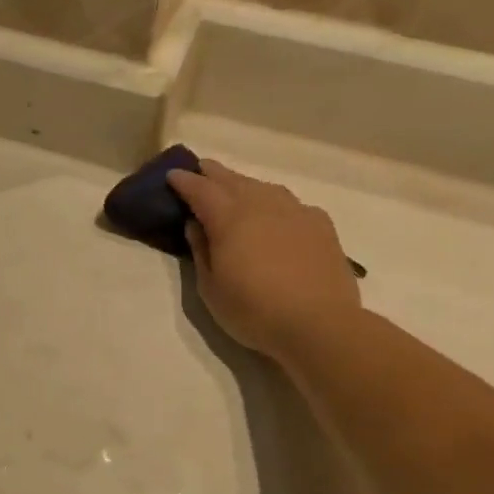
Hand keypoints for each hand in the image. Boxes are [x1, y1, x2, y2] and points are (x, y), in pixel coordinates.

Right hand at [168, 159, 361, 358]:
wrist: (319, 324)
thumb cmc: (253, 310)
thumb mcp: (210, 288)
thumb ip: (201, 250)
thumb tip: (196, 224)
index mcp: (229, 218)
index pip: (201, 189)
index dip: (184, 181)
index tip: (172, 175)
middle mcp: (262, 204)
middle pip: (232, 180)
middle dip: (213, 173)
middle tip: (200, 170)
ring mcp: (295, 211)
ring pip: (263, 187)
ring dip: (244, 185)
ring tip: (235, 189)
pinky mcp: (320, 224)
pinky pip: (290, 204)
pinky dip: (274, 203)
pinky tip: (275, 214)